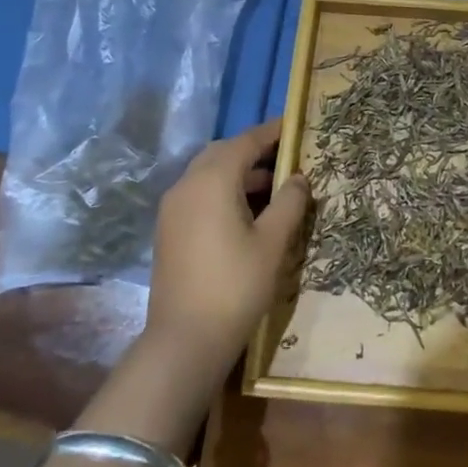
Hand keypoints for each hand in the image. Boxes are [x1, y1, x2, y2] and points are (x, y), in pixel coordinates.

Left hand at [143, 119, 309, 385]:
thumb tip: (298, 177)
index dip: (271, 132)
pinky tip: (246, 212)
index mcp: (212, 181)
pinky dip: (222, 190)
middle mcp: (186, 185)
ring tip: (272, 186)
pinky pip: (198, 194)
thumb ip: (289, 202)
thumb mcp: (273, 242)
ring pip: (207, 173)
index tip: (293, 126)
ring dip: (237, 171)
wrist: (184, 340)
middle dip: (252, 150)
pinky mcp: (169, 230)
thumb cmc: (236, 286)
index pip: (245, 142)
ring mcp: (172, 209)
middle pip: (221, 153)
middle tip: (285, 155)